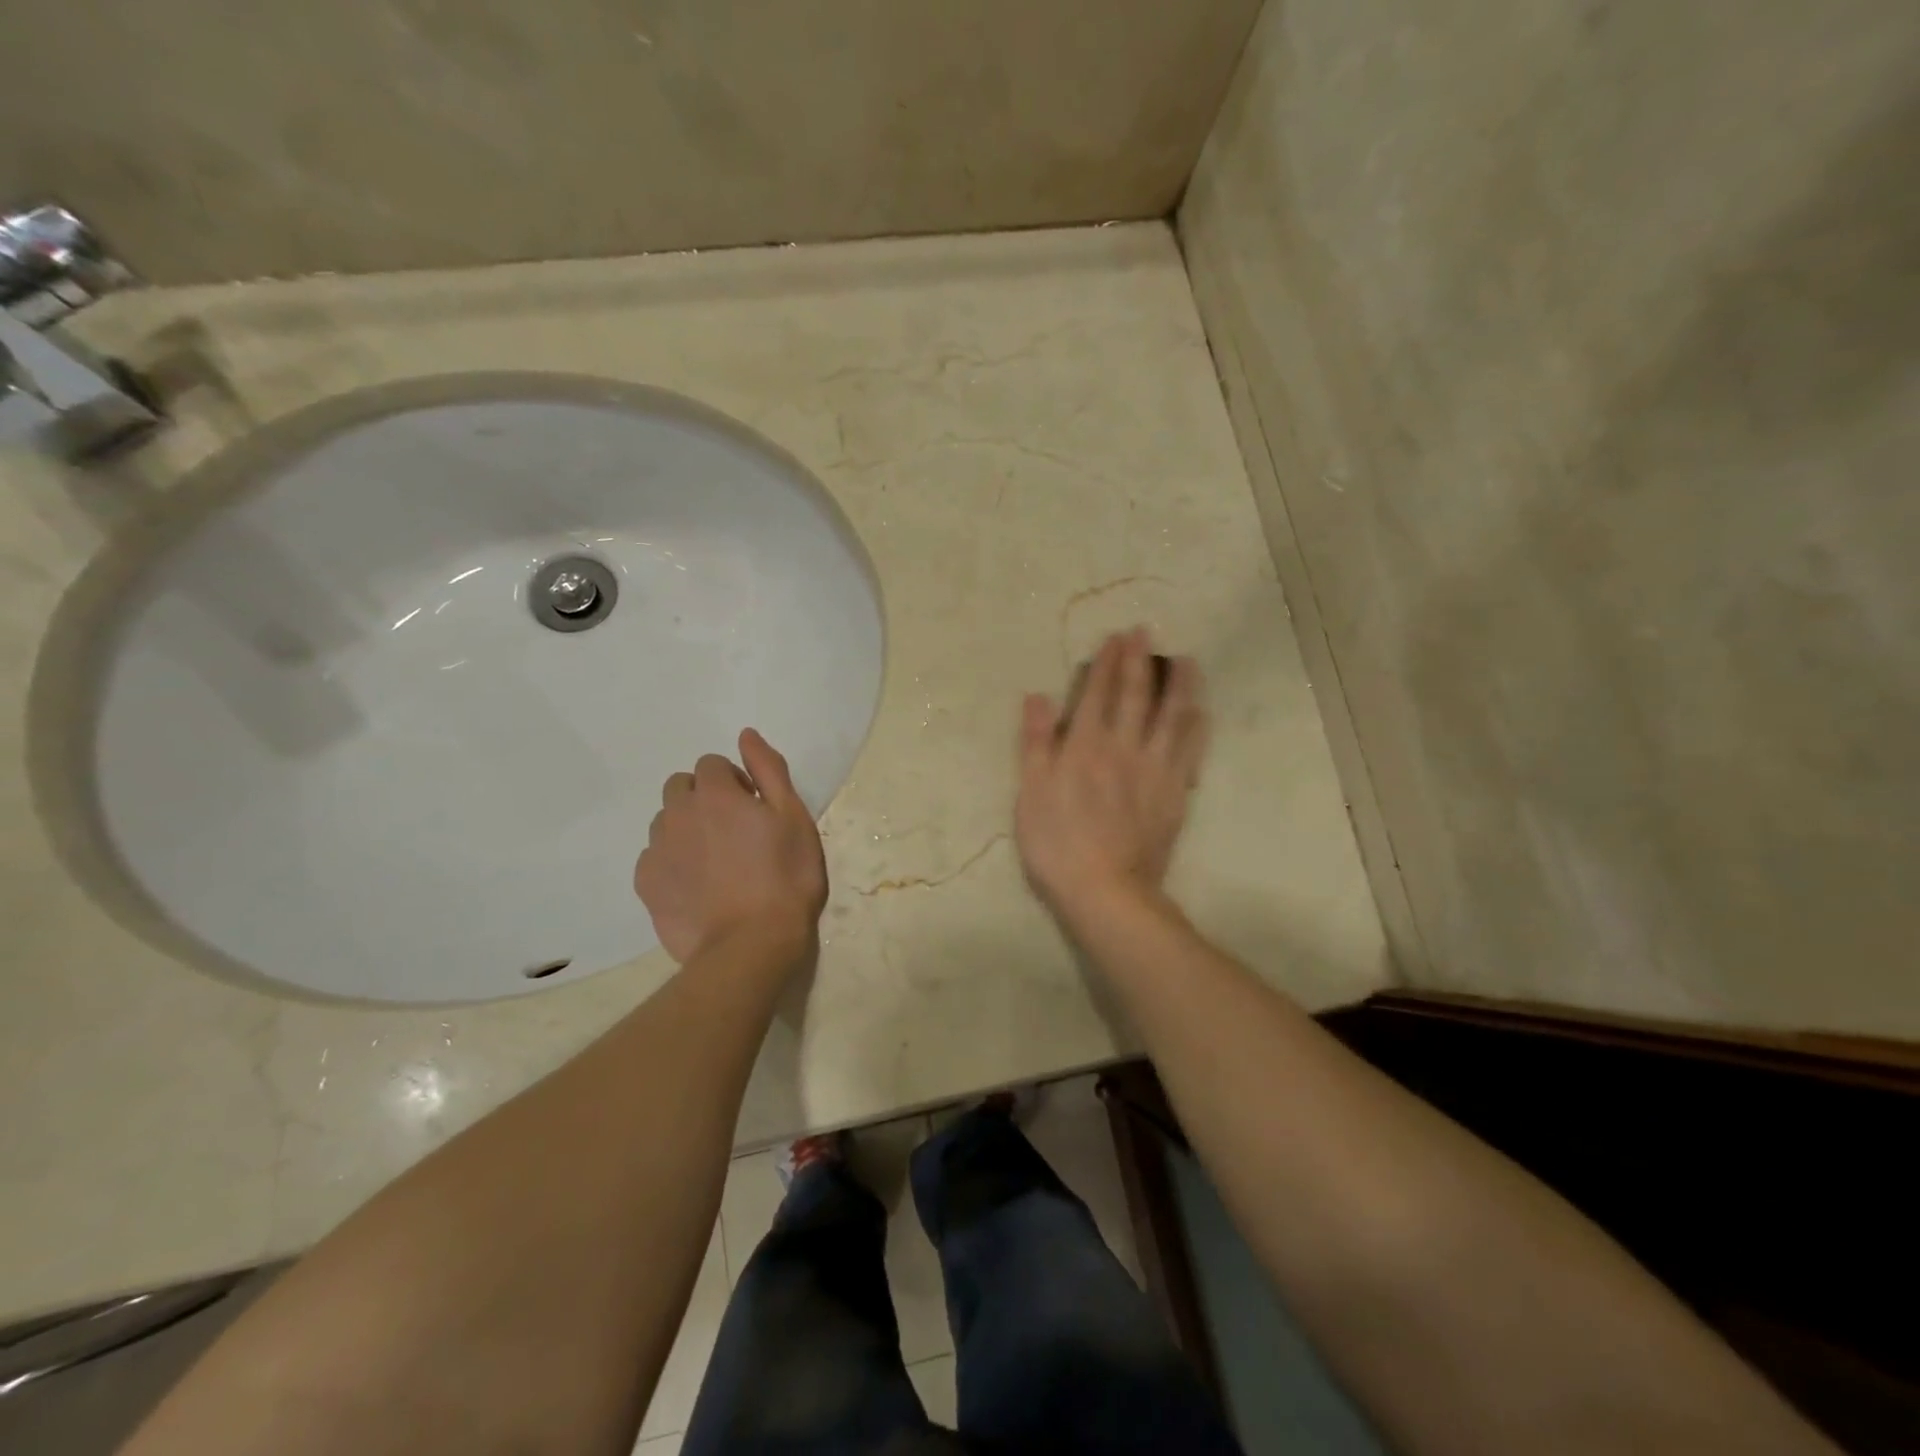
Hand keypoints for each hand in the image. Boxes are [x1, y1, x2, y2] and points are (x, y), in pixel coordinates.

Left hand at [634, 729, 827, 964]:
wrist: (752, 945)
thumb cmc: (786, 877)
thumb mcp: (794, 817)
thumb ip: (769, 770)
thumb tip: (746, 735)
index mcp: (715, 793)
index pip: (712, 764)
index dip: (734, 782)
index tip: (753, 809)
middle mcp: (678, 813)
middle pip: (681, 787)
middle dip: (703, 798)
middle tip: (733, 831)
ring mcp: (657, 850)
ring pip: (665, 822)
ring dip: (686, 829)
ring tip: (716, 862)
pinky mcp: (646, 885)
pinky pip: (654, 858)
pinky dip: (672, 862)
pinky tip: (698, 886)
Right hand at [1015, 628, 1207, 917]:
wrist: (1106, 890)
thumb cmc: (1057, 843)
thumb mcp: (1030, 792)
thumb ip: (1036, 742)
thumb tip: (1038, 696)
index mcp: (1085, 745)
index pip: (1098, 693)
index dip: (1107, 662)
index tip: (1117, 636)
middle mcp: (1124, 747)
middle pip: (1136, 696)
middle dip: (1140, 660)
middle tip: (1146, 631)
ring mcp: (1155, 770)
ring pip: (1172, 717)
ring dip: (1179, 685)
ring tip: (1186, 661)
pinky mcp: (1175, 793)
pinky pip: (1190, 752)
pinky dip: (1196, 728)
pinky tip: (1202, 713)